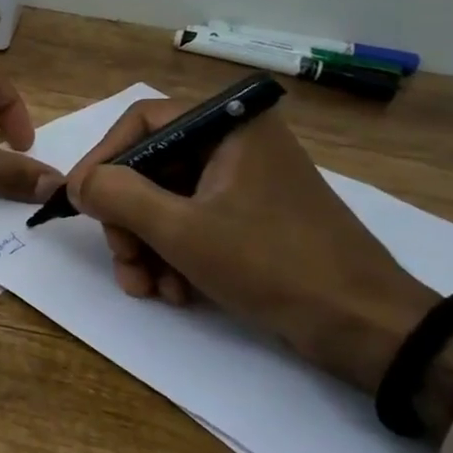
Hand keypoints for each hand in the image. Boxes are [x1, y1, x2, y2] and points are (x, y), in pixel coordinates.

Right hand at [64, 101, 452, 418]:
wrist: (371, 330)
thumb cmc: (274, 265)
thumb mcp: (183, 230)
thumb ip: (120, 196)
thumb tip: (80, 183)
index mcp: (229, 126)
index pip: (142, 122)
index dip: (104, 159)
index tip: (82, 202)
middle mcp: (236, 143)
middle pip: (152, 167)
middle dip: (128, 219)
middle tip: (124, 261)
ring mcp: (246, 183)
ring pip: (168, 200)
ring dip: (147, 245)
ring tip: (147, 288)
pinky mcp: (254, 218)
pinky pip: (194, 222)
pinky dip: (175, 255)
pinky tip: (176, 293)